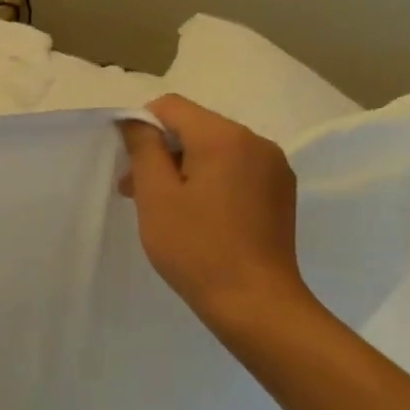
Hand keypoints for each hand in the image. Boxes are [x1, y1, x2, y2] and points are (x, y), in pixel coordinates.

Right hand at [119, 95, 315, 329]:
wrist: (255, 303)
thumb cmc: (196, 247)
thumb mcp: (156, 196)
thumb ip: (143, 149)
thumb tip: (135, 121)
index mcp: (225, 137)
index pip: (171, 106)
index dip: (142, 127)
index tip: (129, 165)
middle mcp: (256, 142)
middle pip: (195, 127)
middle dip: (162, 152)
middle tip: (136, 192)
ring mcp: (274, 168)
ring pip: (215, 150)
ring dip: (185, 169)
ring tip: (166, 208)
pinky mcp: (280, 193)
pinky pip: (236, 170)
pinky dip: (211, 182)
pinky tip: (199, 217)